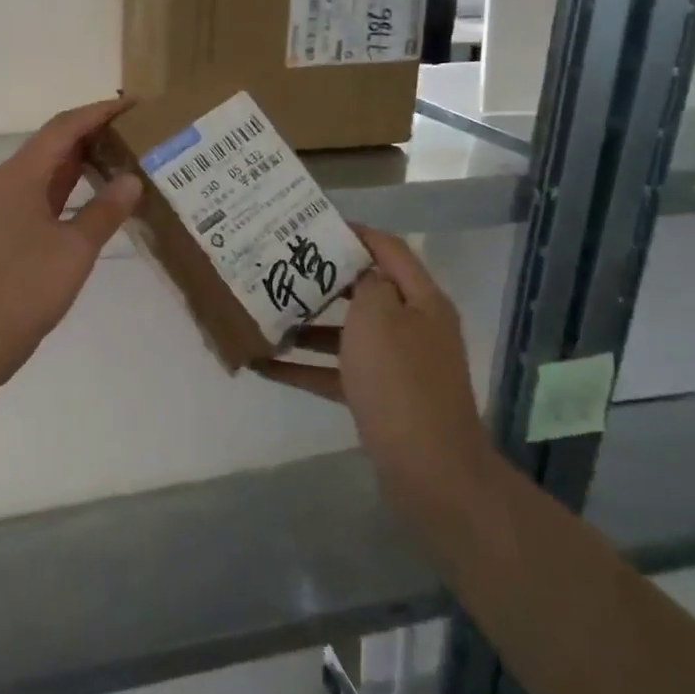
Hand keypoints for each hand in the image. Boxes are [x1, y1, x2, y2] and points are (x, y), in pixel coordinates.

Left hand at [0, 98, 142, 377]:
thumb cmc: (24, 287)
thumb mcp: (74, 248)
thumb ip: (106, 211)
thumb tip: (132, 179)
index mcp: (21, 174)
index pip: (64, 127)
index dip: (99, 112)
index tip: (135, 105)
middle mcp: (8, 182)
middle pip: (53, 144)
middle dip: (93, 133)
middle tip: (136, 133)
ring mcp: (2, 208)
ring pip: (46, 172)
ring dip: (81, 162)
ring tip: (122, 160)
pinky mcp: (4, 233)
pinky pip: (41, 196)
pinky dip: (69, 191)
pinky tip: (94, 202)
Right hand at [258, 225, 490, 500]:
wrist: (429, 468)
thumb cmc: (399, 380)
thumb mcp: (378, 317)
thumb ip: (366, 284)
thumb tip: (362, 273)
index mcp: (421, 300)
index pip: (388, 249)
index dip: (353, 232)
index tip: (311, 225)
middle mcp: (412, 326)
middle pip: (365, 291)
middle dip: (322, 280)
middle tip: (280, 266)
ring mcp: (397, 364)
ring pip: (347, 333)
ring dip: (308, 325)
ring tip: (266, 313)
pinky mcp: (380, 396)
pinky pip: (337, 372)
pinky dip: (306, 367)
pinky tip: (266, 366)